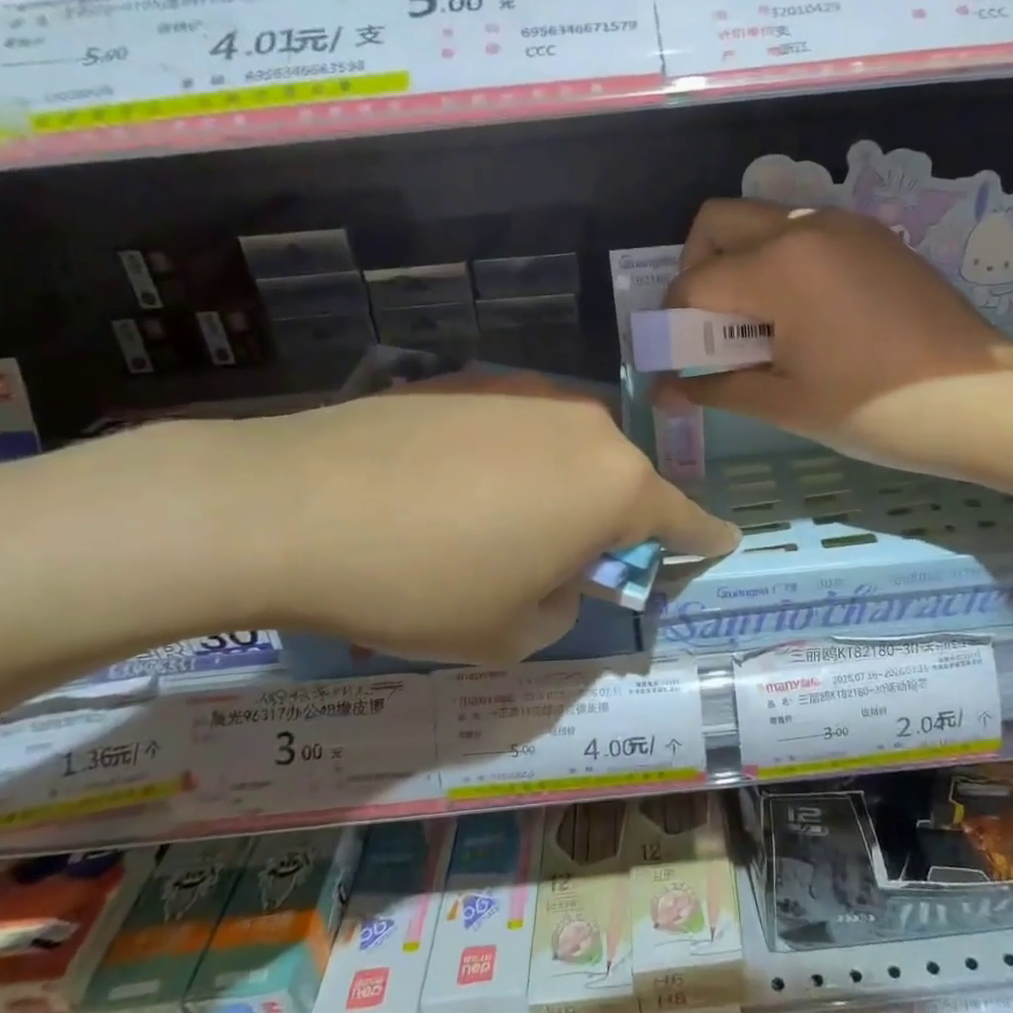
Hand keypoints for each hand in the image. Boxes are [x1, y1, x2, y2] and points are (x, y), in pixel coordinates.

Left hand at [235, 374, 737, 662]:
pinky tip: (449, 488)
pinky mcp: (470, 379)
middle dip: (610, 519)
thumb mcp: (510, 633)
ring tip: (492, 525)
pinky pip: (515, 428)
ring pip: (568, 449)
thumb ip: (563, 603)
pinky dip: (507, 459)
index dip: (703, 537)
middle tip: (567, 559)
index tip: (720, 541)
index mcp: (614, 485)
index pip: (683, 518)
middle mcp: (585, 425)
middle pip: (621, 479)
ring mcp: (525, 391)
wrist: (292, 506)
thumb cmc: (422, 584)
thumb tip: (559, 571)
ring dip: (556, 486)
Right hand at [660, 200, 1012, 474]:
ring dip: (740, 261)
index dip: (671, 321)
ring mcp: (845, 225)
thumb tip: (664, 391)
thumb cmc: (874, 409)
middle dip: (696, 268)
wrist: (978, 400)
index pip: (694, 282)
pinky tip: (802, 313)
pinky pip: (805, 231)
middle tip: (709, 324)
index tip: (674, 356)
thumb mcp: (785, 403)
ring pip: (763, 220)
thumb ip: (716, 387)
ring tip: (757, 323)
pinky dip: (781, 260)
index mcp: (778, 267)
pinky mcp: (874, 237)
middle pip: (718, 221)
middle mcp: (805, 227)